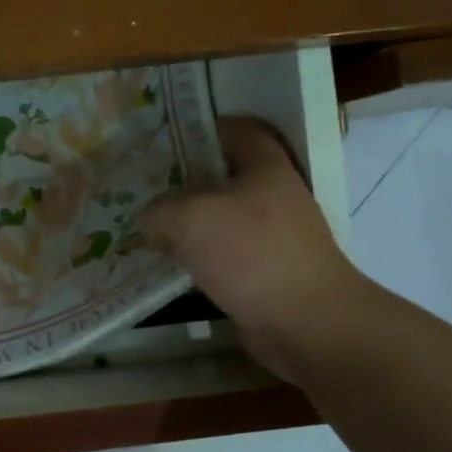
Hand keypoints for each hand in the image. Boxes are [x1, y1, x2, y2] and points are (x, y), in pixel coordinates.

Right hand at [142, 116, 375, 383]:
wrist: (307, 324)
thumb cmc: (252, 254)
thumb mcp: (190, 219)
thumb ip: (159, 210)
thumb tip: (149, 218)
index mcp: (266, 167)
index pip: (238, 130)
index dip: (204, 127)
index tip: (165, 137)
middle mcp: (273, 196)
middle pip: (225, 175)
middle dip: (185, 178)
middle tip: (144, 183)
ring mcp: (272, 237)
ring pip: (221, 217)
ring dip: (187, 221)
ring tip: (147, 224)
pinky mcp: (265, 272)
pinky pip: (222, 254)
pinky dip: (197, 256)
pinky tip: (167, 263)